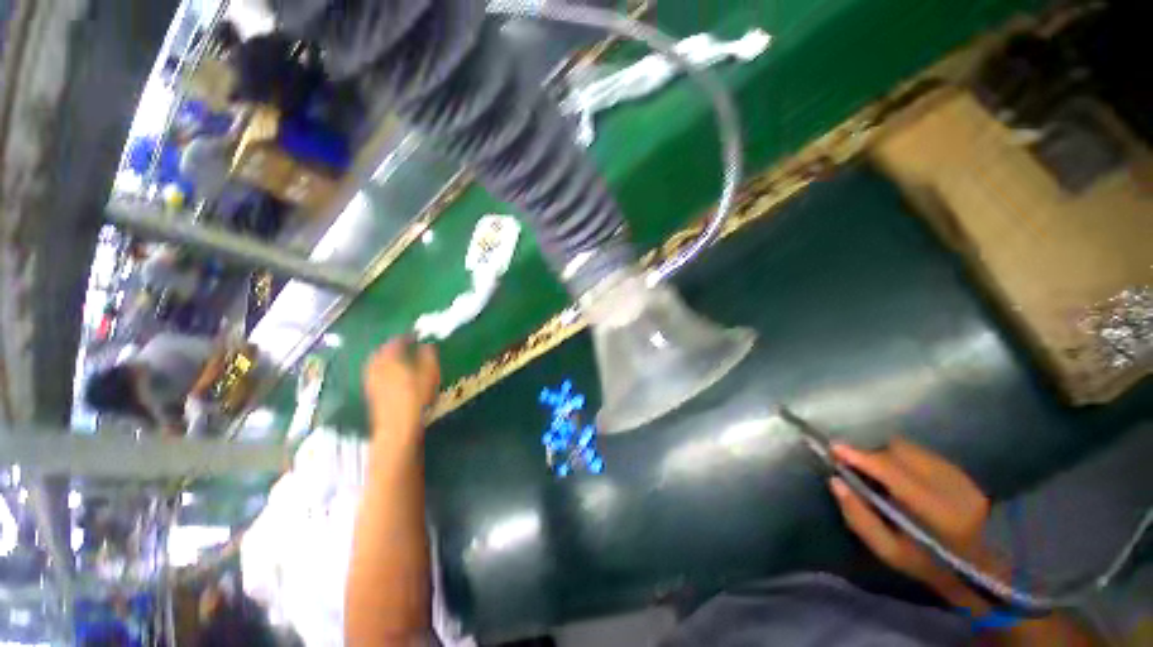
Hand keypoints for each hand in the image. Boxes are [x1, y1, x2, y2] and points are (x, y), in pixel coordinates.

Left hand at [362, 337, 440, 451]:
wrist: (397, 425)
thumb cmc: (416, 396)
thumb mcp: (429, 373)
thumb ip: (428, 356)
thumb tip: (427, 344)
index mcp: (391, 359)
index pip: (396, 342)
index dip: (405, 337)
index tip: (414, 335)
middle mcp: (377, 366)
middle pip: (381, 351)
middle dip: (391, 346)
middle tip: (403, 345)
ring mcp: (372, 380)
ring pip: (375, 362)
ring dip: (384, 357)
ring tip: (396, 357)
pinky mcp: (371, 392)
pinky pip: (374, 372)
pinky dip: (381, 368)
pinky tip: (389, 374)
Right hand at [829, 437, 1000, 610]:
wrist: (978, 568)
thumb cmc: (927, 564)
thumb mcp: (888, 551)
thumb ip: (859, 517)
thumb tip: (835, 481)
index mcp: (938, 513)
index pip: (893, 473)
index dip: (862, 457)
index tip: (835, 448)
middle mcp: (953, 488)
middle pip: (900, 454)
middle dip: (871, 454)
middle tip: (852, 462)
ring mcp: (961, 477)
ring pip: (911, 449)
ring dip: (885, 454)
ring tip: (875, 469)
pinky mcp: (963, 472)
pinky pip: (921, 453)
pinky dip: (901, 457)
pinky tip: (897, 472)